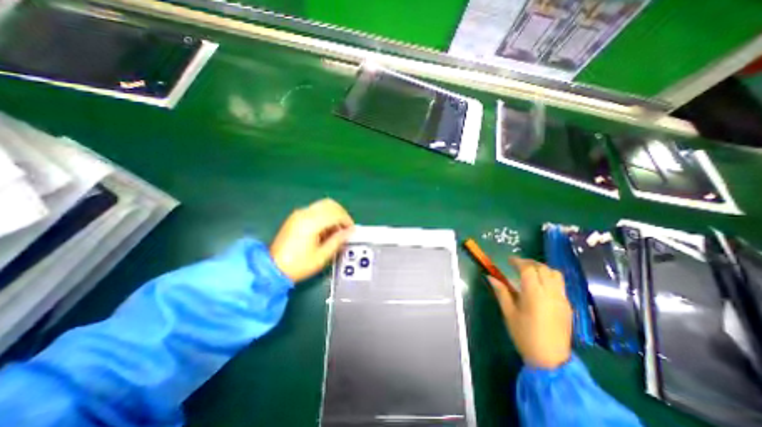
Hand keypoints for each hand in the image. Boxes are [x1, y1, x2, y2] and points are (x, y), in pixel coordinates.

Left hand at [270, 197, 353, 283]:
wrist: (272, 268)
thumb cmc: (299, 265)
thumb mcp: (322, 256)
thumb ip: (338, 240)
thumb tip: (350, 231)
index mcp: (311, 223)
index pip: (336, 213)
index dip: (347, 220)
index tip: (351, 231)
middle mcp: (305, 213)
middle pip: (330, 204)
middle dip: (342, 214)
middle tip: (346, 228)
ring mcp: (299, 214)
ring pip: (323, 205)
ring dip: (333, 214)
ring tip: (336, 230)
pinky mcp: (295, 217)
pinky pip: (315, 209)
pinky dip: (325, 215)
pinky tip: (325, 229)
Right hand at [488, 257, 570, 370]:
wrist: (550, 360)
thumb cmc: (524, 335)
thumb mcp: (509, 313)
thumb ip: (501, 292)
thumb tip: (490, 277)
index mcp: (534, 294)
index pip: (528, 269)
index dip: (517, 261)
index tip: (508, 261)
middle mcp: (551, 293)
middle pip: (543, 268)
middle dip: (529, 263)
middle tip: (517, 264)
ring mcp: (562, 299)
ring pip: (555, 274)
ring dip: (541, 268)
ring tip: (530, 272)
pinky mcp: (568, 306)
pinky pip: (560, 284)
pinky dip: (549, 278)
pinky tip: (540, 285)